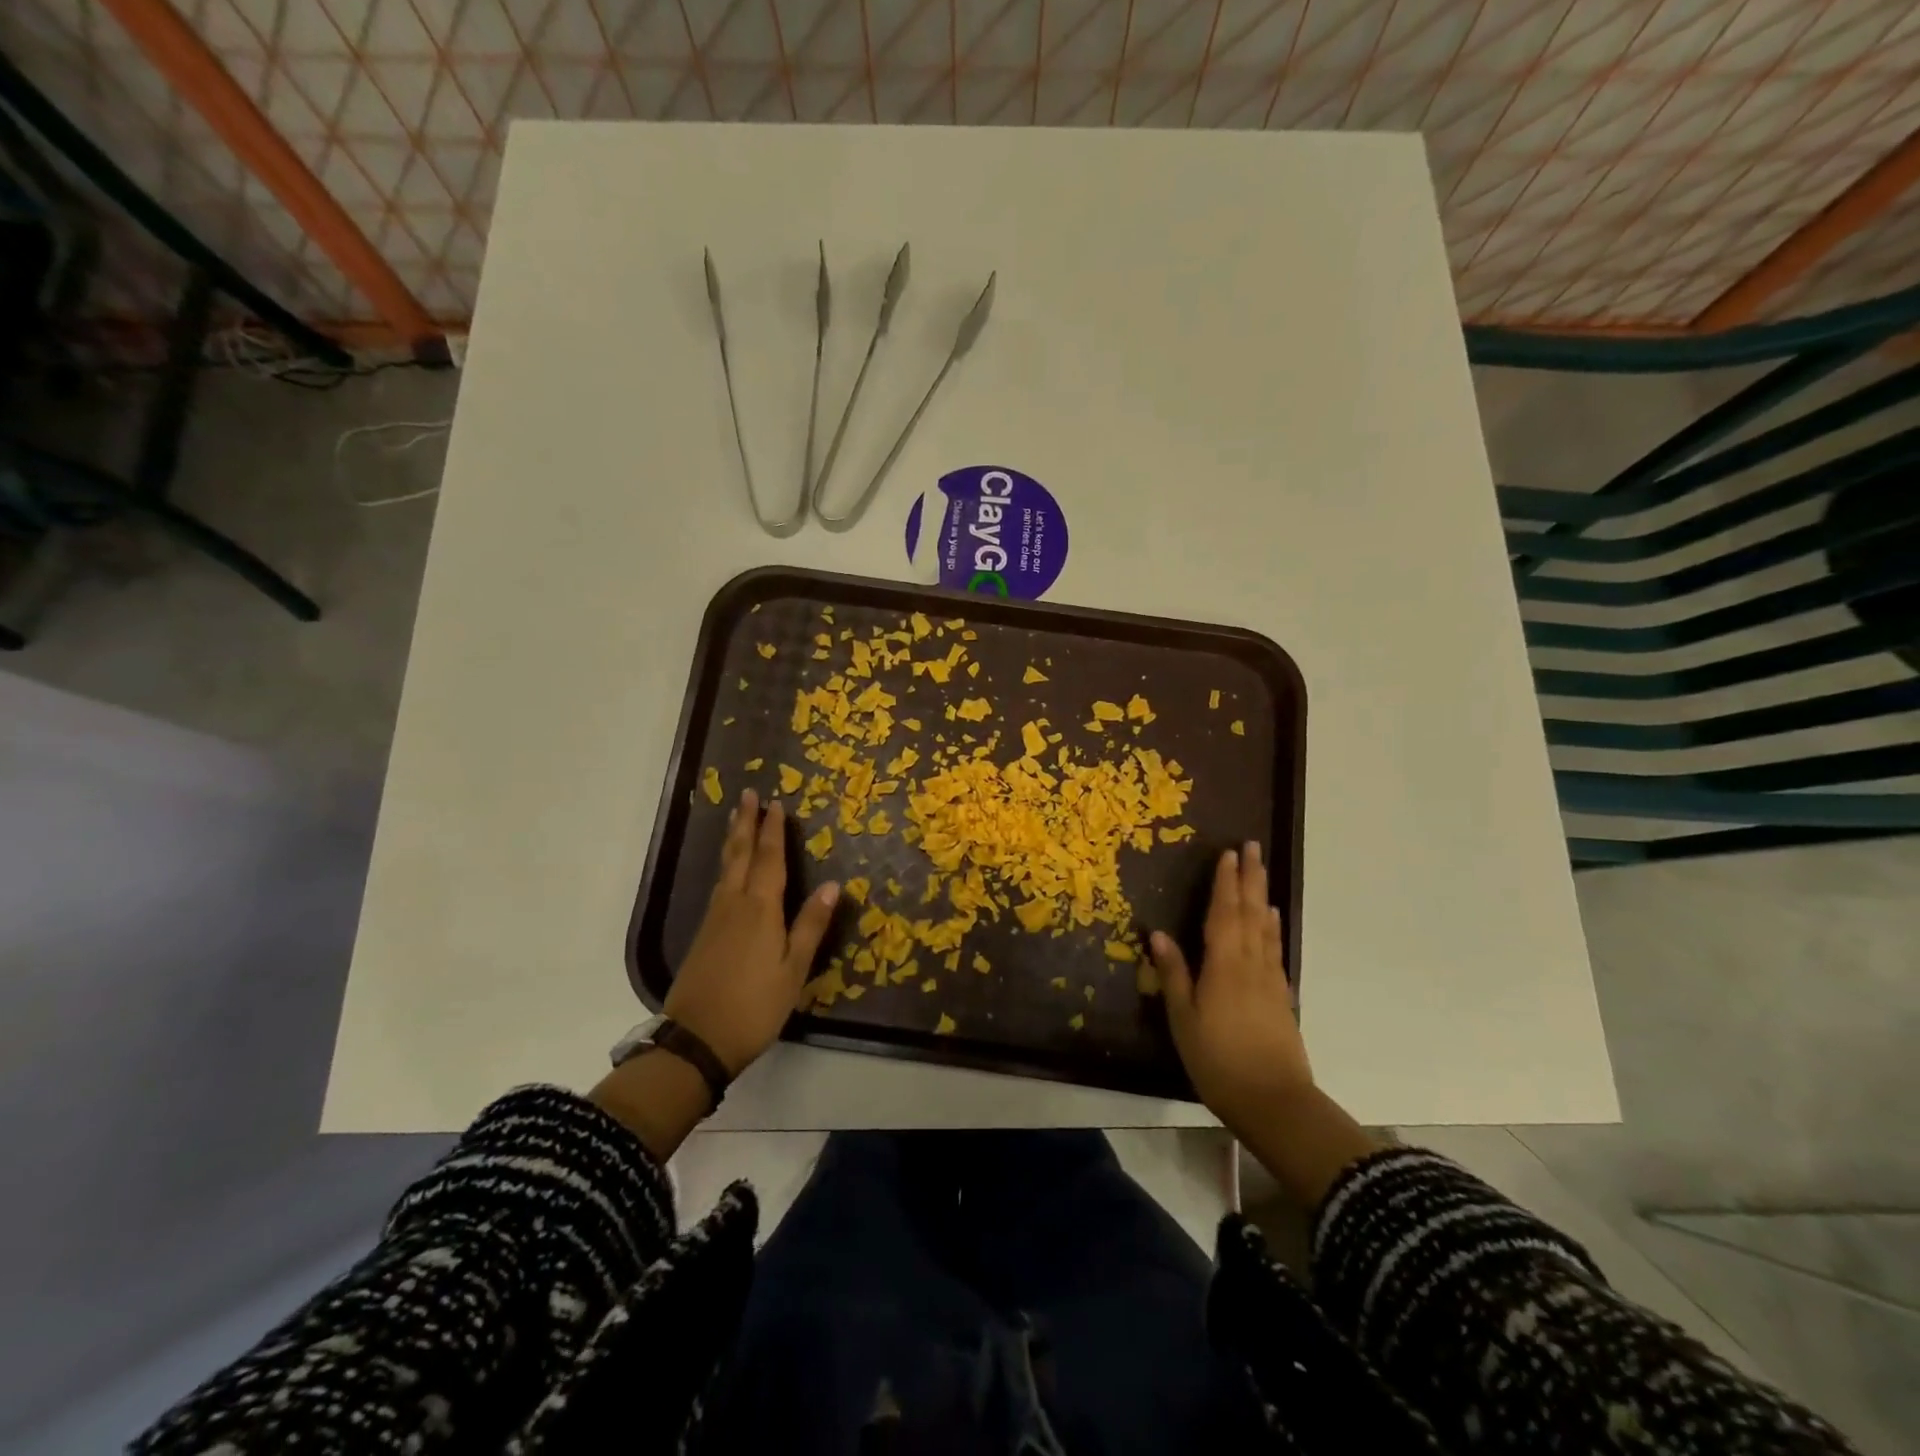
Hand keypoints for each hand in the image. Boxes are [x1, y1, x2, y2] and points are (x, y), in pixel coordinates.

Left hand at [664, 788, 839, 1075]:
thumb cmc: (755, 1006)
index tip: (775, 803)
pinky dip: (727, 865)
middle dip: (746, 823)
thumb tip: (832, 885)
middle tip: (747, 794)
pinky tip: (728, 870)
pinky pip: (719, 884)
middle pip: (740, 854)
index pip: (769, 859)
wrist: (697, 1039)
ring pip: (726, 868)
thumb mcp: (794, 969)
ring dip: (734, 840)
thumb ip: (811, 925)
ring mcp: (715, 918)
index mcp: (760, 909)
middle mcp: (734, 904)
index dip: (773, 830)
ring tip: (736, 820)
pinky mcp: (704, 934)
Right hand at [1150, 842, 1312, 1133]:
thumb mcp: (1184, 1020)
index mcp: (1224, 965)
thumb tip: (1158, 934)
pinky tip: (1272, 921)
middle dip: (1249, 877)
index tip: (1227, 853)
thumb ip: (1174, 975)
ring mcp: (1269, 979)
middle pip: (1250, 912)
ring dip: (1262, 895)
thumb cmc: (1218, 1060)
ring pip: (1265, 927)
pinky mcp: (1281, 997)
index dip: (1224, 882)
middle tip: (1252, 847)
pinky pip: (1275, 949)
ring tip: (1261, 872)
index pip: (1223, 913)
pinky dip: (1273, 928)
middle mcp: (1250, 963)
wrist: (1274, 1102)